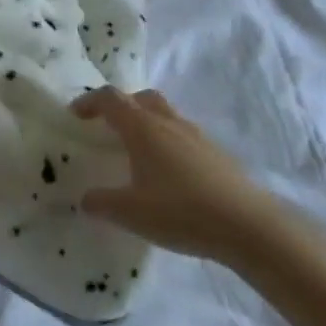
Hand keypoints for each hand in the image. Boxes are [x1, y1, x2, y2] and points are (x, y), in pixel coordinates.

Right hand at [72, 87, 294, 267]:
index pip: (110, 99)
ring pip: (167, 115)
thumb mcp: (129, 212)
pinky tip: (169, 176)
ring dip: (148, 124)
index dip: (90, 102)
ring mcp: (198, 137)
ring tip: (139, 153)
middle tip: (109, 128)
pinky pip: (185, 137)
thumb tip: (86, 198)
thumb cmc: (181, 212)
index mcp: (143, 128)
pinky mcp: (218, 155)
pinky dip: (169, 144)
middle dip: (122, 106)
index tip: (75, 116)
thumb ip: (101, 202)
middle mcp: (169, 124)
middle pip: (142, 98)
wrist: (250, 228)